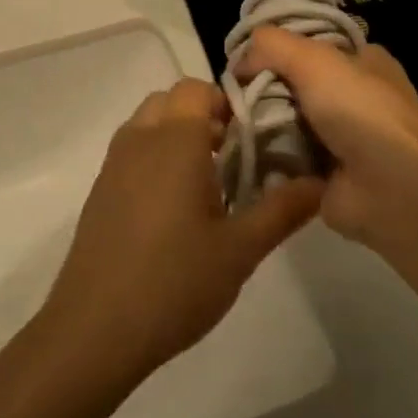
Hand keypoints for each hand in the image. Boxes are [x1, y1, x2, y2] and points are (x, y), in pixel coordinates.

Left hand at [41, 79, 323, 381]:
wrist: (95, 329)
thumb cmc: (175, 282)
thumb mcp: (241, 249)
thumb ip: (283, 209)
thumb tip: (321, 183)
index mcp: (174, 141)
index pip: (197, 88)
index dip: (226, 103)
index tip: (249, 139)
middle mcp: (139, 140)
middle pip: (170, 100)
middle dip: (202, 117)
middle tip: (230, 159)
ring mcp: (113, 165)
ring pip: (147, 124)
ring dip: (175, 136)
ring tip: (205, 185)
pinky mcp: (99, 191)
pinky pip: (130, 152)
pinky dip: (153, 158)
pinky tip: (171, 211)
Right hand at [235, 30, 417, 247]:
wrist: (390, 189)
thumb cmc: (359, 112)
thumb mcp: (314, 59)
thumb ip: (271, 46)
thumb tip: (239, 62)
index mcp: (364, 63)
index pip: (311, 46)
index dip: (277, 50)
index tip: (242, 62)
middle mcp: (355, 98)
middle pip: (294, 86)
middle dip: (261, 91)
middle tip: (228, 99)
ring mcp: (341, 140)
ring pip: (286, 124)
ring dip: (258, 127)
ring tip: (228, 128)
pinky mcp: (326, 176)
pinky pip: (285, 160)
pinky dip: (264, 159)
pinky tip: (240, 155)